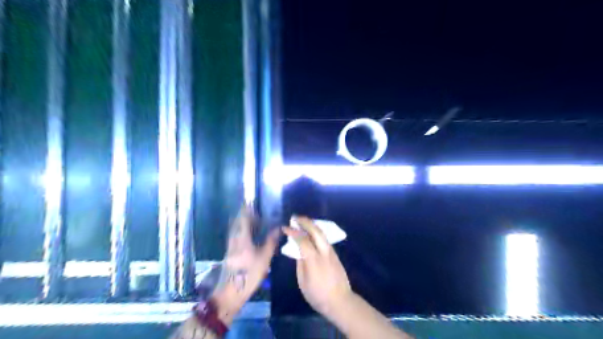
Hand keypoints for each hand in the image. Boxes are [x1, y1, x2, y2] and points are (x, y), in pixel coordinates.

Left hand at [210, 205, 280, 323]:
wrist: (230, 292)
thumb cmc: (249, 274)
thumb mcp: (264, 258)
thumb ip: (271, 242)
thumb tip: (278, 228)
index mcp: (242, 238)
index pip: (243, 219)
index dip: (246, 209)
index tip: (250, 201)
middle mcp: (234, 239)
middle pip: (237, 222)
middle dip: (243, 214)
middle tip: (252, 209)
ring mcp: (230, 247)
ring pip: (235, 230)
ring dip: (241, 222)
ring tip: (251, 220)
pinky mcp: (229, 253)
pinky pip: (235, 236)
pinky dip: (240, 230)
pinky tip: (247, 235)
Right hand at [283, 217, 353, 317]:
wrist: (341, 301)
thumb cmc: (318, 295)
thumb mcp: (303, 282)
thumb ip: (300, 263)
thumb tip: (297, 250)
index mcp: (313, 259)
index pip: (302, 240)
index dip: (293, 232)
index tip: (285, 228)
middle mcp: (324, 252)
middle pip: (316, 231)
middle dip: (305, 222)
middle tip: (295, 217)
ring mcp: (331, 252)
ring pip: (322, 233)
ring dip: (312, 225)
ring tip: (302, 222)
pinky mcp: (335, 254)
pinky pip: (324, 239)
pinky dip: (316, 232)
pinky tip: (311, 233)